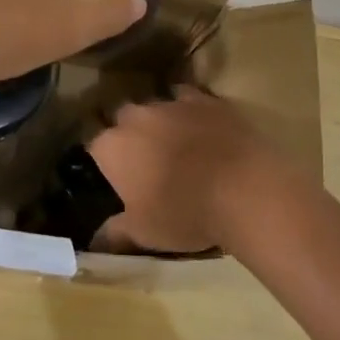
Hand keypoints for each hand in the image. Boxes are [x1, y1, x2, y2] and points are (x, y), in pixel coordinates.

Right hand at [88, 86, 303, 256]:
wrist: (245, 190)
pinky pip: (188, 99)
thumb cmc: (185, 214)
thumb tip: (96, 239)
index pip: (94, 147)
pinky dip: (189, 112)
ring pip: (155, 106)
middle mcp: (135, 116)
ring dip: (159, 122)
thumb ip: (114, 232)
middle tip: (144, 161)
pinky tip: (201, 128)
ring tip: (175, 145)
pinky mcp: (206, 99)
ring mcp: (172, 103)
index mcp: (112, 146)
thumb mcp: (144, 233)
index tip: (114, 178)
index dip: (103, 162)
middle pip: (122, 119)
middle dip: (129, 134)